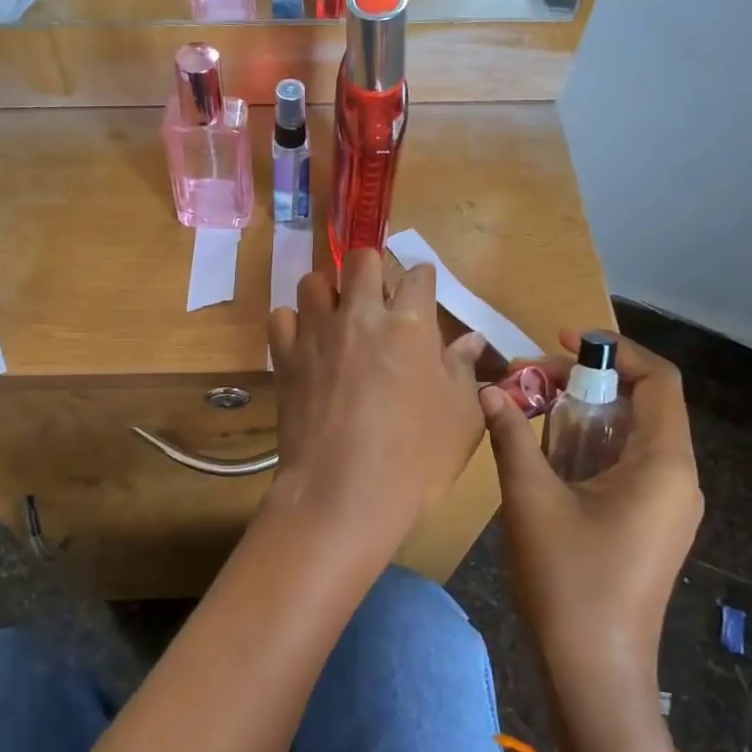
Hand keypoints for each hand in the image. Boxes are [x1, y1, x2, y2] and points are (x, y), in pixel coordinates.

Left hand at [268, 251, 487, 568]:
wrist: (344, 491)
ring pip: (314, 281)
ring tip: (338, 318)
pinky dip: (293, 324)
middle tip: (378, 298)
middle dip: (372, 269)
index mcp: (409, 323)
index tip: (422, 295)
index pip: (418, 275)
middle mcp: (360, 315)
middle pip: (361, 259)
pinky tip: (306, 344)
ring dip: (329, 292)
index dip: (423, 281)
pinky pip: (281, 317)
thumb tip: (469, 340)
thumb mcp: (461, 417)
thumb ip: (463, 370)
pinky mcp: (285, 356)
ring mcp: (317, 333)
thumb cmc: (416, 458)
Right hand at [478, 330, 702, 683]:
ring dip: (582, 416)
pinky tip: (545, 456)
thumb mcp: (531, 499)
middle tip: (529, 381)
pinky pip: (625, 467)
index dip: (613, 350)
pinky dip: (588, 448)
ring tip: (530, 410)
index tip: (562, 340)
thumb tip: (490, 392)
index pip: (658, 381)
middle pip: (642, 405)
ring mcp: (666, 506)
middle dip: (585, 384)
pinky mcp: (650, 526)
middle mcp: (677, 479)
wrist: (594, 671)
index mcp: (664, 464)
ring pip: (631, 437)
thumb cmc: (569, 580)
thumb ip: (512, 437)